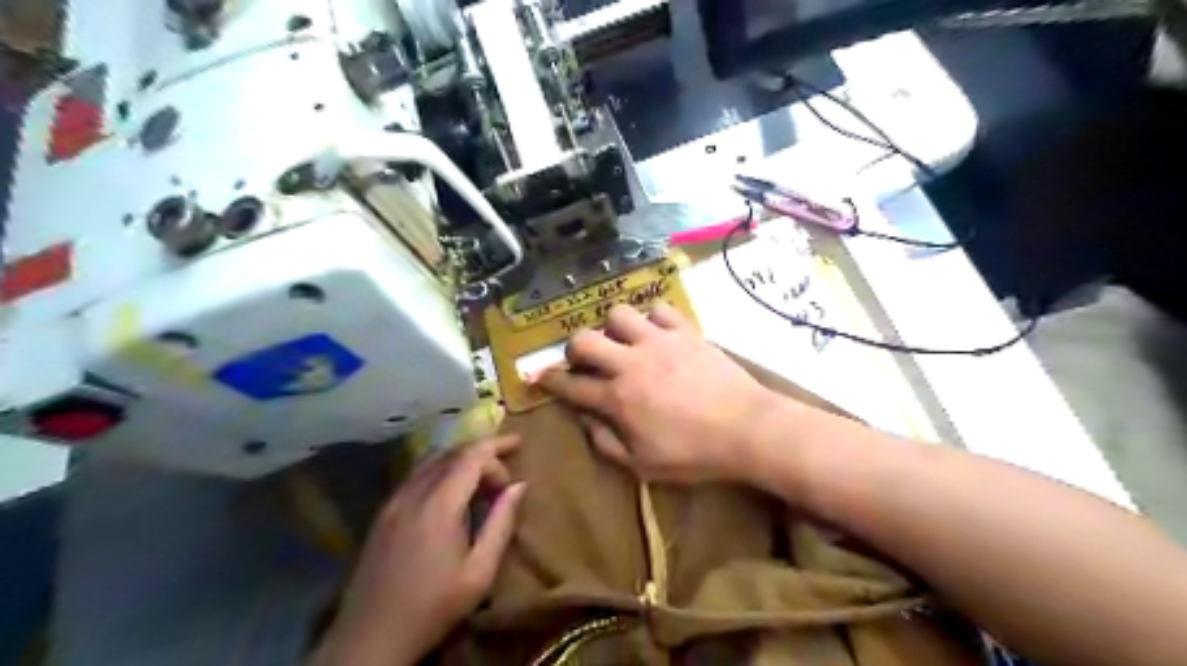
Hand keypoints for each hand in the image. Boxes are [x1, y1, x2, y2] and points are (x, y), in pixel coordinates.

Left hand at [315, 434, 523, 664]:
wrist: (370, 639)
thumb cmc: (433, 607)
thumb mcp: (480, 572)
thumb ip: (501, 523)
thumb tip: (519, 486)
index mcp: (439, 504)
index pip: (472, 456)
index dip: (497, 452)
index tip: (514, 472)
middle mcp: (413, 493)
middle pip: (451, 452)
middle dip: (482, 448)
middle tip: (509, 452)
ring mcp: (393, 501)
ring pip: (431, 460)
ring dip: (460, 457)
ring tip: (483, 470)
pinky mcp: (383, 514)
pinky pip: (415, 475)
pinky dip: (440, 469)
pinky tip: (451, 488)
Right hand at [540, 303, 779, 482]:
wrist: (747, 429)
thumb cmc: (694, 454)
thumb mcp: (644, 465)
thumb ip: (606, 443)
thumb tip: (585, 420)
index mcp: (617, 398)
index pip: (570, 385)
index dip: (550, 382)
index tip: (541, 379)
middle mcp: (630, 363)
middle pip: (583, 339)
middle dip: (574, 349)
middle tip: (586, 361)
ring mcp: (658, 341)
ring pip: (618, 314)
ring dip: (614, 328)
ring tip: (624, 342)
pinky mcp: (684, 331)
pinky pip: (658, 309)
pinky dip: (652, 318)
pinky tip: (657, 333)